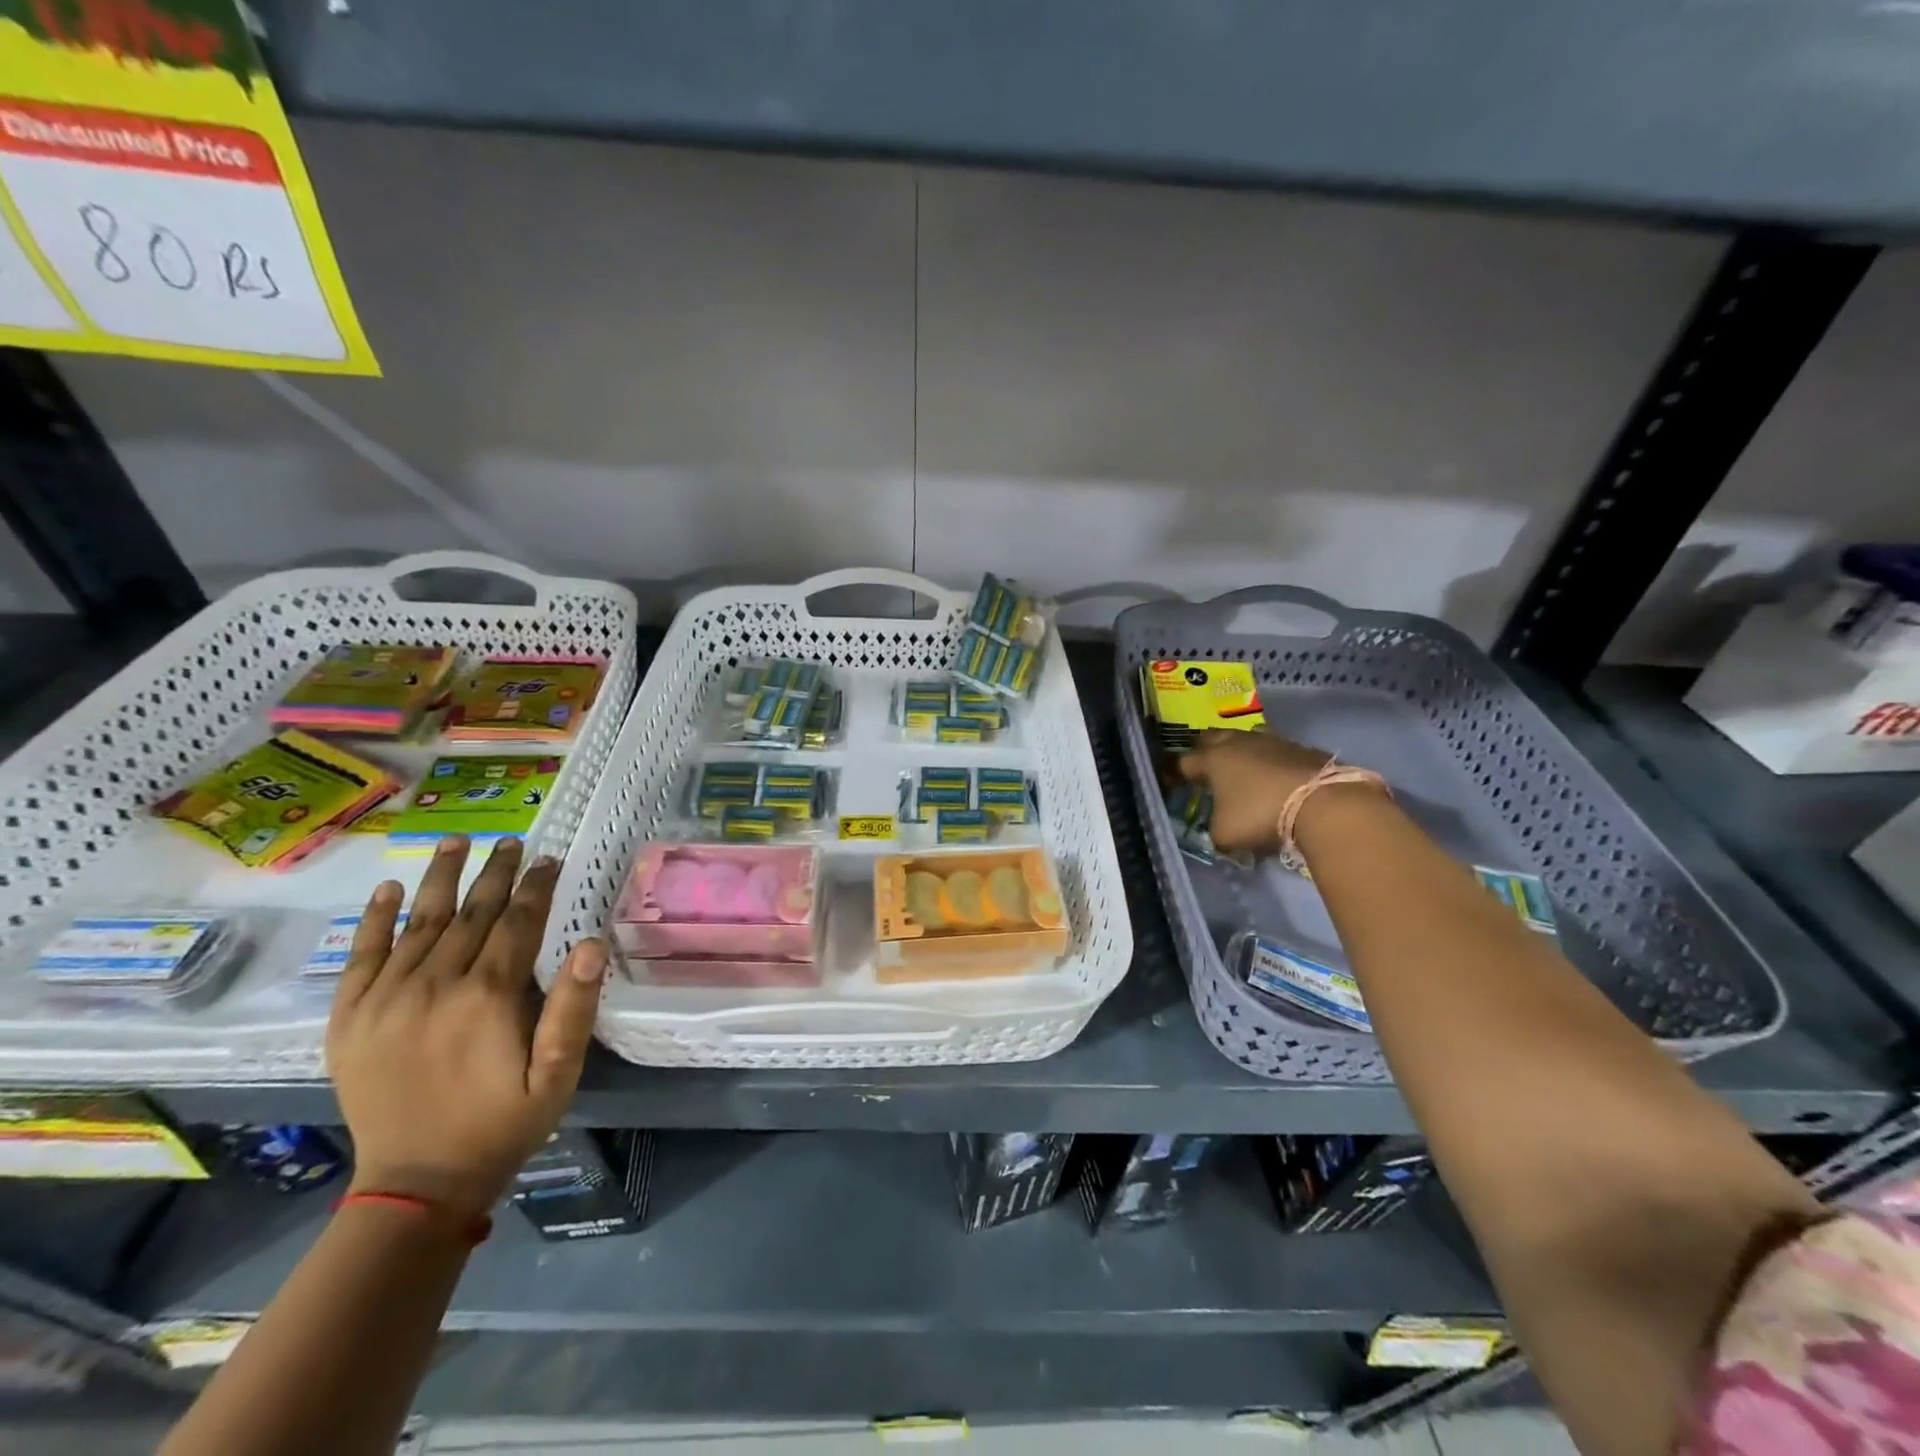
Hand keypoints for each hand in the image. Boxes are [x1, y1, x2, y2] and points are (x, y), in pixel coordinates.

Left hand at [325, 836, 609, 1220]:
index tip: (550, 858)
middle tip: (512, 841)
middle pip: (470, 913)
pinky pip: (360, 958)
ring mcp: (385, 1000)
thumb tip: (593, 944)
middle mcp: (434, 985)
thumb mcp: (558, 1073)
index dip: (537, 887)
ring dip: (440, 879)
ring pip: (418, 923)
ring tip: (455, 842)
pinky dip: (375, 920)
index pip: (517, 922)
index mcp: (487, 996)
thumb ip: (574, 1007)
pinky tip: (389, 891)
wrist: (416, 1183)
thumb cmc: (503, 1123)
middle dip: (495, 873)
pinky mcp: (350, 1020)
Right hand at [1176, 728, 1333, 853]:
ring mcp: (1272, 741)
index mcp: (1213, 759)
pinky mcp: (1301, 748)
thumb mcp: (1225, 834)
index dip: (1175, 773)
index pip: (1184, 762)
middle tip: (1205, 769)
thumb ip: (1214, 829)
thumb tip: (1219, 829)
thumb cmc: (1261, 815)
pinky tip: (1274, 777)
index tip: (1174, 784)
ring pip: (1245, 738)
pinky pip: (1275, 750)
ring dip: (1239, 751)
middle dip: (1204, 751)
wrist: (1323, 803)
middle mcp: (1238, 743)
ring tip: (1240, 769)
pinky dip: (1269, 761)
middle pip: (1212, 738)